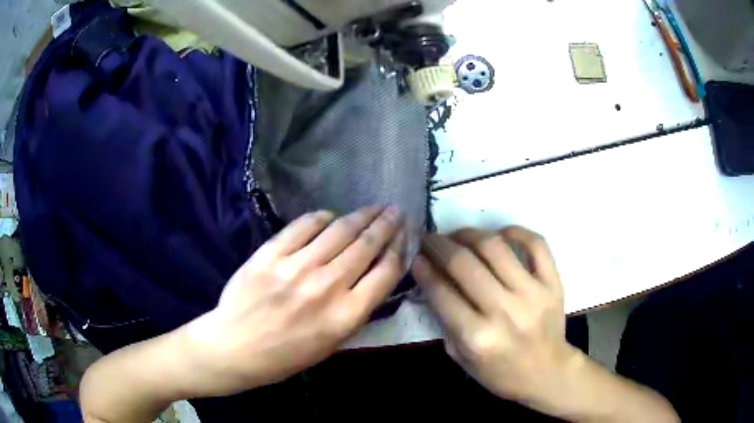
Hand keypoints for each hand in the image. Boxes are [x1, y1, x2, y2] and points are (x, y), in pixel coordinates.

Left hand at [180, 205, 405, 395]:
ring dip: (361, 215)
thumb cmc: (286, 356)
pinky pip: (303, 226)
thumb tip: (372, 274)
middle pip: (366, 245)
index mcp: (345, 316)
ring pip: (339, 230)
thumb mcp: (331, 343)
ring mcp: (296, 267)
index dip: (400, 248)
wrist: (235, 348)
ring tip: (373, 207)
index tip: (405, 235)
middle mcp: (326, 287)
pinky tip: (330, 215)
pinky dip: (321, 217)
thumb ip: (355, 309)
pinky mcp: (270, 254)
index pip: (386, 272)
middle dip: (386, 224)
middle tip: (396, 210)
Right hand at [412, 227, 576, 406]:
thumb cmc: (500, 373)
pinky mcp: (553, 283)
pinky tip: (500, 234)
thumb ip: (445, 322)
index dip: (423, 269)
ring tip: (458, 235)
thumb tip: (433, 281)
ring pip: (495, 247)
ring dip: (469, 234)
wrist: (548, 373)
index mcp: (477, 337)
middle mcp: (504, 311)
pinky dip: (516, 232)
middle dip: (439, 245)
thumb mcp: (462, 358)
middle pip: (464, 264)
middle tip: (429, 238)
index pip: (442, 292)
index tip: (415, 256)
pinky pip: (536, 244)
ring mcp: (532, 293)